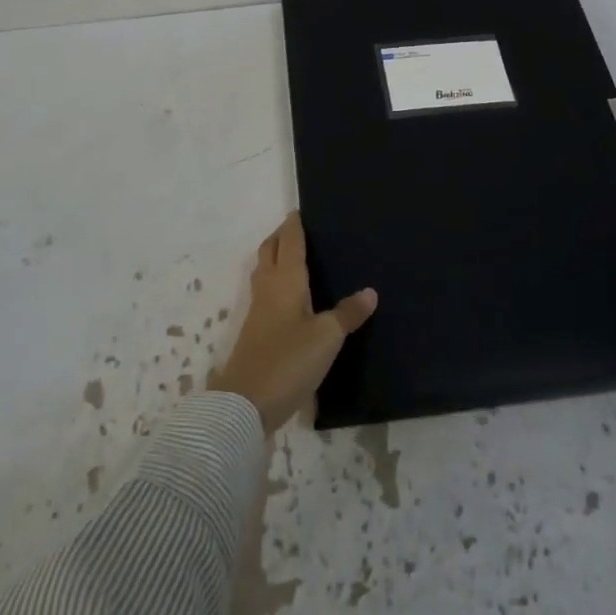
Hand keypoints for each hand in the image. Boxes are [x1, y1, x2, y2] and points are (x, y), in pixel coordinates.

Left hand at [209, 213, 377, 433]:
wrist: (245, 403)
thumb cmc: (289, 360)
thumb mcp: (327, 337)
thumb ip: (348, 314)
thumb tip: (370, 291)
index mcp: (286, 279)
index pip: (290, 242)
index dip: (294, 225)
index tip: (299, 210)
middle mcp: (268, 287)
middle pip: (270, 251)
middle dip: (281, 236)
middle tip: (297, 229)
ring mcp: (258, 310)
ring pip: (264, 271)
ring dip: (275, 258)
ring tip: (293, 257)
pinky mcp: (254, 331)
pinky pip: (265, 292)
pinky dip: (275, 282)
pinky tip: (289, 297)